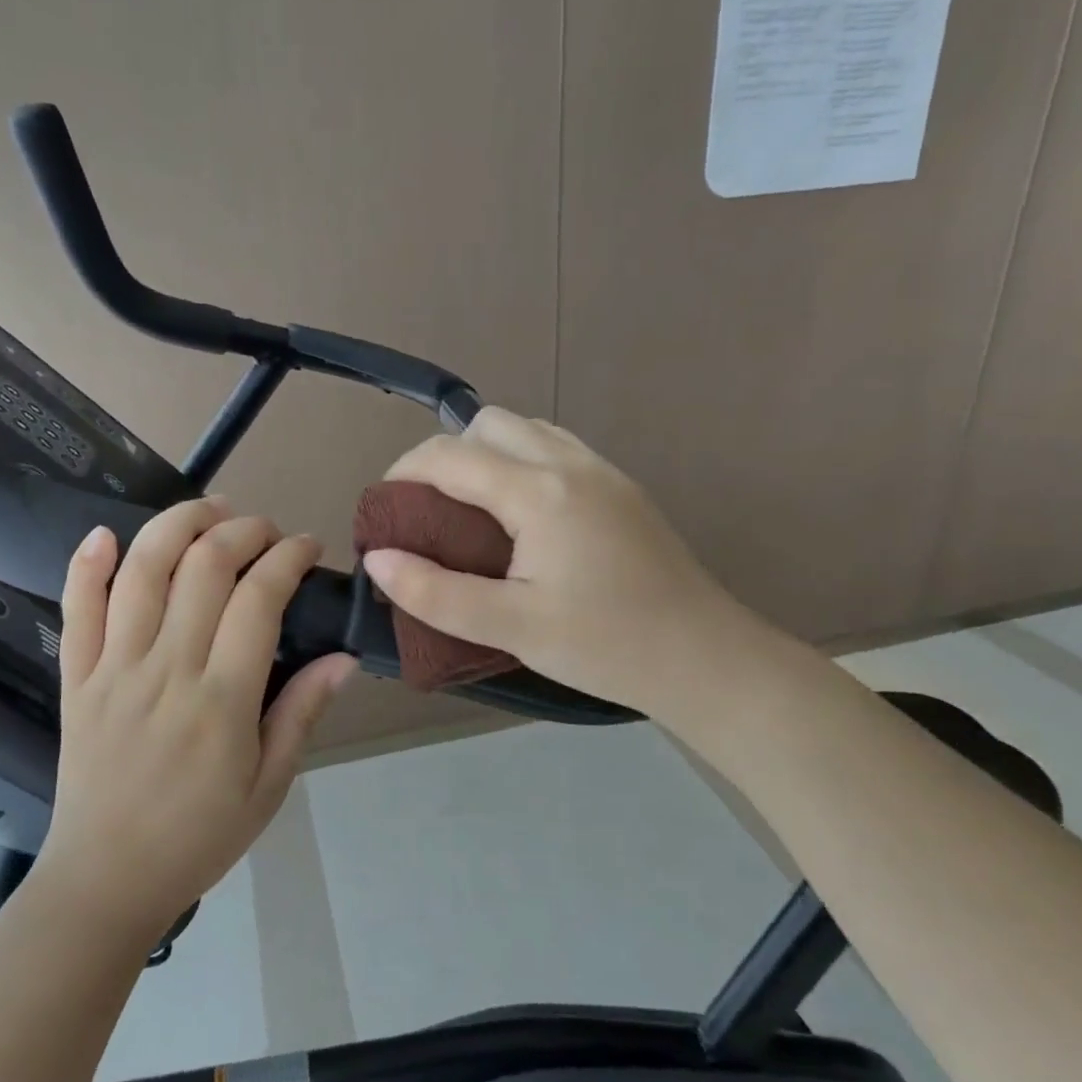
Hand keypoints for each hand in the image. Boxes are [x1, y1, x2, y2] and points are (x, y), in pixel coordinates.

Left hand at [39, 498, 355, 945]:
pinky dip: (86, 564)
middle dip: (243, 530)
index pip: (259, 598)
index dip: (287, 558)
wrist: (105, 880)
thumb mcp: (269, 785)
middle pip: (204, 566)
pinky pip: (75, 609)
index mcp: (221, 699)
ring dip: (177, 525)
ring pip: (142, 571)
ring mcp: (113, 668)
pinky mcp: (75, 678)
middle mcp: (166, 669)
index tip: (306, 546)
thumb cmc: (199, 836)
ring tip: (208, 509)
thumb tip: (344, 657)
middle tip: (266, 530)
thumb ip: (303, 713)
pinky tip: (105, 533)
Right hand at [361, 409, 755, 716]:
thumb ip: (436, 592)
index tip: (383, 513)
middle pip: (488, 424)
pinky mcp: (622, 488)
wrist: (704, 657)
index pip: (449, 455)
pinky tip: (522, 517)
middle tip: (428, 511)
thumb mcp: (511, 627)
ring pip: (527, 429)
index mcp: (539, 491)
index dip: (403, 474)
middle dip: (444, 455)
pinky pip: (556, 448)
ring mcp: (603, 470)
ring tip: (471, 511)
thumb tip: (377, 560)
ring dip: (486, 454)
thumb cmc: (605, 645)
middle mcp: (570, 463)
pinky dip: (521, 461)